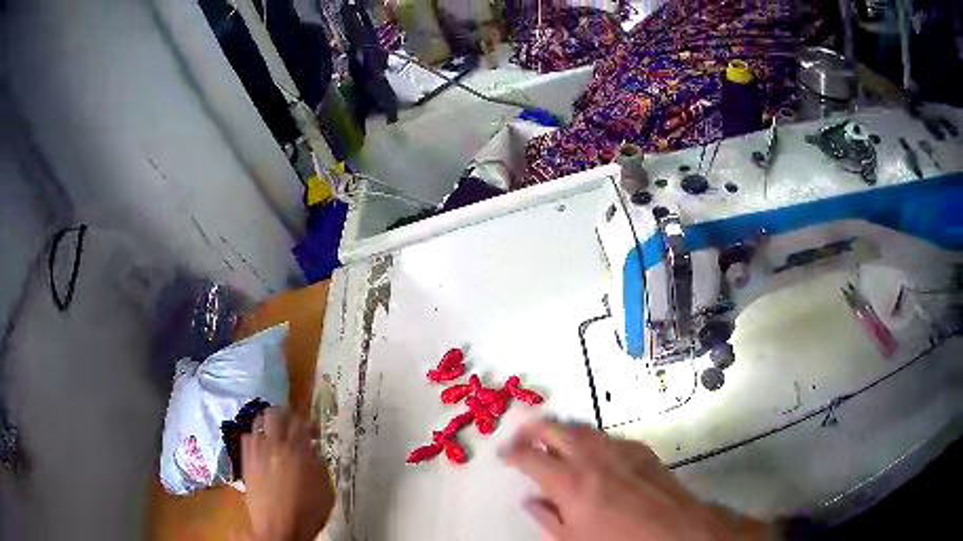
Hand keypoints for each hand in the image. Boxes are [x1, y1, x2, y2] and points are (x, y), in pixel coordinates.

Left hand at [241, 408, 333, 540]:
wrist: (278, 528)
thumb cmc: (307, 513)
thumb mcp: (325, 489)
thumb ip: (319, 465)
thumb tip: (313, 451)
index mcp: (298, 451)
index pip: (301, 421)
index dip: (308, 421)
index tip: (313, 429)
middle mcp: (275, 445)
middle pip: (276, 413)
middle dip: (286, 414)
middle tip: (293, 422)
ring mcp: (257, 452)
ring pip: (258, 422)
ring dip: (269, 422)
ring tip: (276, 431)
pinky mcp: (246, 461)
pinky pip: (247, 437)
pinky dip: (256, 436)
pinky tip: (262, 445)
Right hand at [504, 420, 768, 540]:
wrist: (673, 530)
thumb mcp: (572, 538)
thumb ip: (547, 517)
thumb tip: (530, 502)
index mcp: (568, 482)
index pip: (531, 458)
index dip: (513, 453)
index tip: (506, 453)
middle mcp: (591, 458)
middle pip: (556, 430)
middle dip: (535, 427)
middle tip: (524, 430)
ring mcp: (618, 449)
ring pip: (583, 429)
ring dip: (564, 430)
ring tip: (554, 435)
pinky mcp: (640, 449)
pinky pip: (609, 437)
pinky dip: (593, 439)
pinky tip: (594, 450)